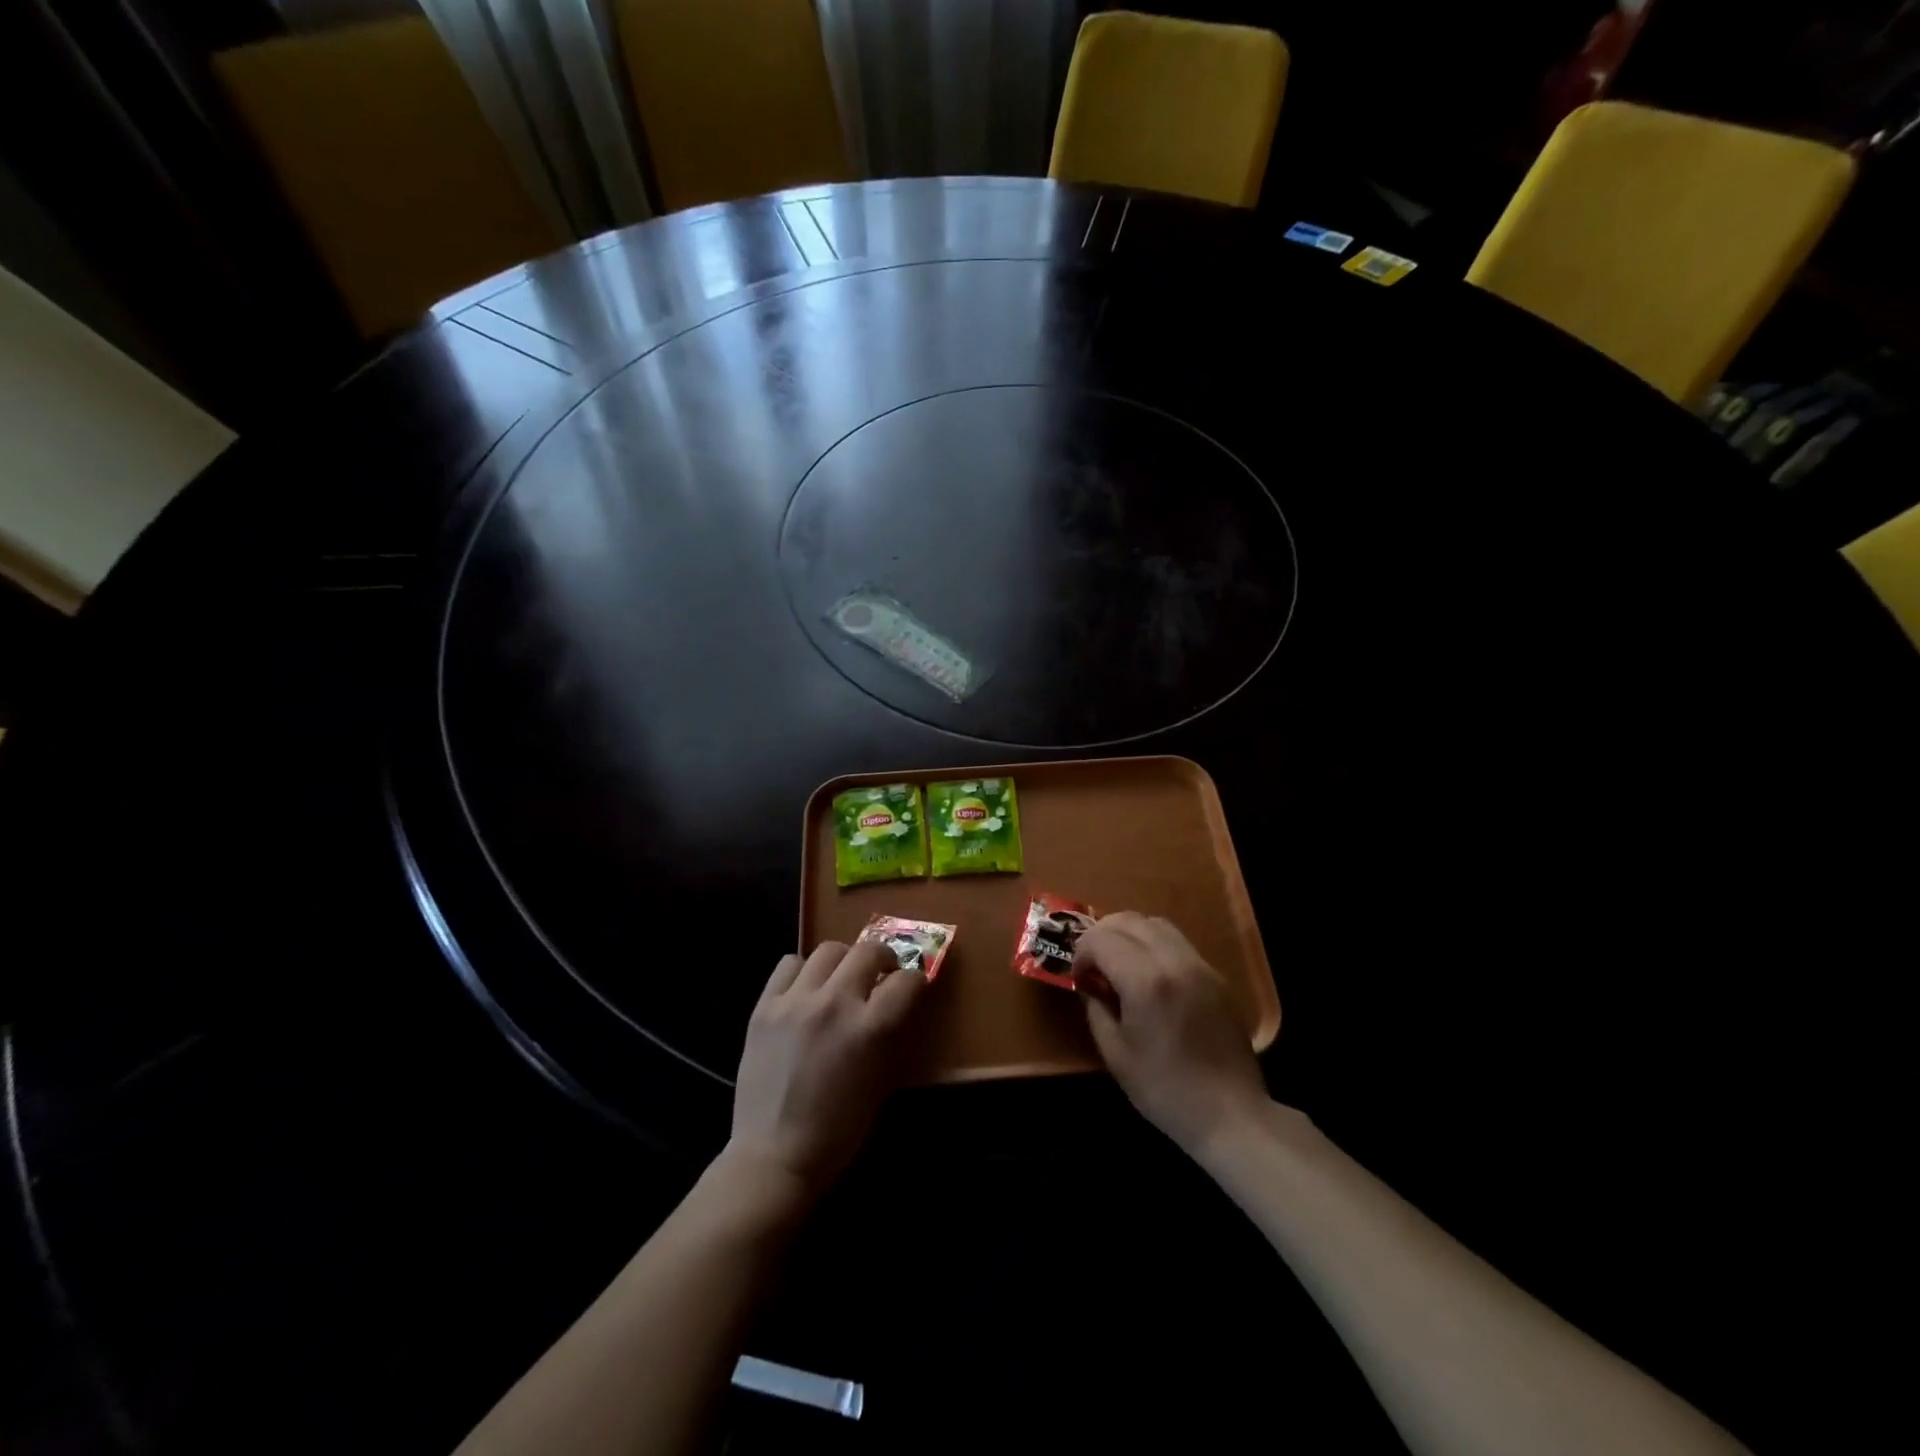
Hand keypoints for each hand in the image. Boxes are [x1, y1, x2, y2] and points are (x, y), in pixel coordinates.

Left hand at [728, 939, 930, 1198]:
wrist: (773, 1156)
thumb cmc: (837, 1132)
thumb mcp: (880, 1084)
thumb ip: (888, 1037)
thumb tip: (894, 1006)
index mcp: (868, 1029)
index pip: (906, 981)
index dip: (916, 980)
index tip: (913, 986)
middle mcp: (834, 1004)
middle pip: (868, 950)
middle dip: (883, 958)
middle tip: (882, 972)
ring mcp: (795, 1001)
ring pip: (828, 949)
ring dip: (844, 960)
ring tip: (841, 978)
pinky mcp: (764, 1006)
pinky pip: (788, 964)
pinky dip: (802, 971)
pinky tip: (805, 990)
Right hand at [1075, 912, 1268, 1153]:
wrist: (1231, 1115)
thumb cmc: (1165, 1090)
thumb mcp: (1115, 1054)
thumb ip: (1096, 1008)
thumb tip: (1090, 984)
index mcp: (1146, 981)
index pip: (1102, 939)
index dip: (1081, 952)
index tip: (1078, 976)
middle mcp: (1175, 961)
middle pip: (1129, 920)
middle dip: (1102, 934)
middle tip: (1092, 962)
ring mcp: (1200, 965)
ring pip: (1157, 924)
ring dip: (1130, 933)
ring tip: (1119, 962)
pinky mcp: (1216, 976)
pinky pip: (1179, 943)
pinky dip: (1155, 944)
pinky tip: (1149, 975)